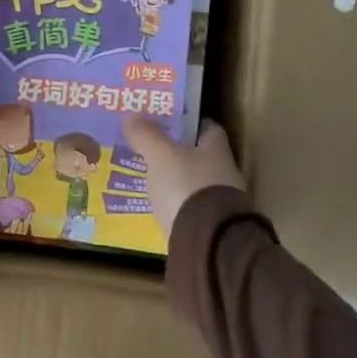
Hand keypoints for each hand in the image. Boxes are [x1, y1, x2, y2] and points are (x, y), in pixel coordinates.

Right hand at [121, 117, 246, 236]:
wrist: (207, 242)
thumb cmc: (187, 187)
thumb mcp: (161, 156)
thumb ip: (147, 135)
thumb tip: (131, 115)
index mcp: (217, 150)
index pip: (207, 127)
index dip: (188, 123)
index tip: (168, 122)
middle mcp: (225, 173)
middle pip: (201, 156)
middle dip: (179, 152)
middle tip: (151, 149)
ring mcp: (221, 203)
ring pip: (196, 183)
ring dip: (178, 180)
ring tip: (151, 178)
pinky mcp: (212, 227)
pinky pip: (191, 208)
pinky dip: (177, 205)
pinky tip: (159, 206)